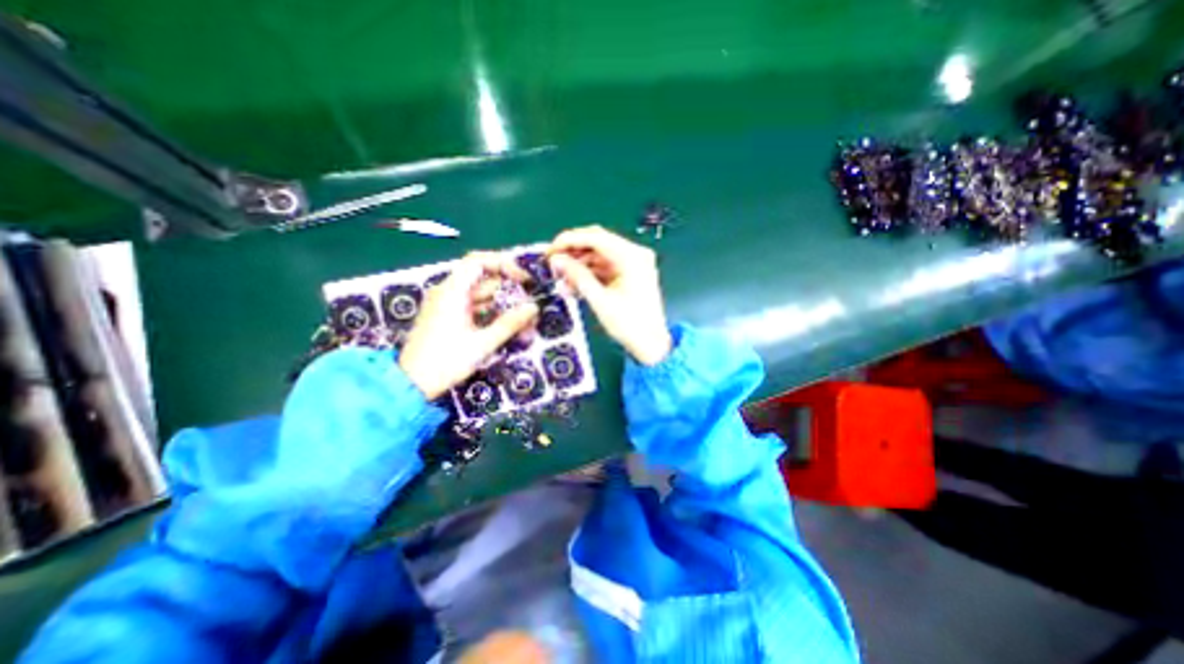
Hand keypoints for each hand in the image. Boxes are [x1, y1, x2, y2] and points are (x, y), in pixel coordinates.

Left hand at [402, 254, 540, 398]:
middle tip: (529, 309)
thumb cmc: (446, 362)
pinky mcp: (448, 317)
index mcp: (452, 292)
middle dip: (510, 293)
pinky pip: (474, 308)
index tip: (523, 280)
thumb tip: (533, 307)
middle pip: (484, 281)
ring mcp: (447, 305)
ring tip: (524, 324)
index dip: (504, 265)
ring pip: (482, 297)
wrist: (411, 385)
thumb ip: (510, 323)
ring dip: (503, 306)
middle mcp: (448, 292)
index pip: (478, 261)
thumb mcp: (483, 343)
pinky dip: (491, 315)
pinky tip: (507, 329)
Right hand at [548, 227, 670, 365]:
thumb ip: (577, 276)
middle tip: (552, 263)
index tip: (550, 250)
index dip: (569, 240)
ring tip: (560, 278)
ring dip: (579, 264)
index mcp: (632, 257)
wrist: (651, 345)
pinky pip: (604, 267)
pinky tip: (574, 284)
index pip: (596, 237)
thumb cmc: (630, 325)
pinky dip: (589, 273)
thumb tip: (556, 260)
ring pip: (599, 255)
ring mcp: (633, 263)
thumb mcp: (600, 300)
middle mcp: (634, 254)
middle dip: (573, 252)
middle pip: (597, 242)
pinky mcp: (629, 274)